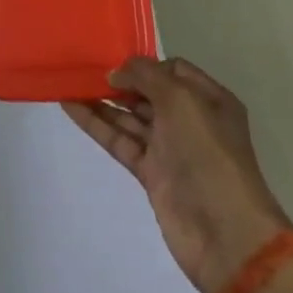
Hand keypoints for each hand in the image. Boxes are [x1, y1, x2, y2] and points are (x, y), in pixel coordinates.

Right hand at [64, 57, 292, 292]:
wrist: (224, 232)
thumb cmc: (208, 154)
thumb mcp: (181, 100)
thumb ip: (145, 76)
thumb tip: (115, 74)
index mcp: (208, 100)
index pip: (173, 70)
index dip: (144, 64)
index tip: (114, 60)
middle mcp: (190, 120)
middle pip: (149, 92)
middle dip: (118, 80)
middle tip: (82, 67)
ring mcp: (169, 148)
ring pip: (130, 117)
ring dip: (101, 100)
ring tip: (68, 81)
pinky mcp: (151, 173)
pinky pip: (119, 140)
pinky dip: (96, 124)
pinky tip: (70, 106)